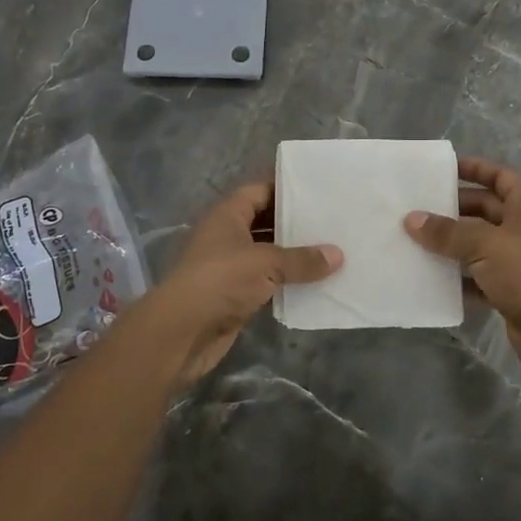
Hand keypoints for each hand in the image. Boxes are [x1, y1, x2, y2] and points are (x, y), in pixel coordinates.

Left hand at [122, 180, 341, 386]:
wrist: (182, 332)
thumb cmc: (220, 280)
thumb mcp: (265, 263)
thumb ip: (302, 259)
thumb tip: (338, 255)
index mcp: (227, 215)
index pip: (260, 190)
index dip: (286, 188)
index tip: (319, 189)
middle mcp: (227, 236)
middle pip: (265, 221)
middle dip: (295, 223)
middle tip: (333, 220)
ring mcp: (230, 266)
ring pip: (267, 253)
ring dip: (293, 255)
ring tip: (331, 250)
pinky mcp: (235, 294)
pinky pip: (267, 281)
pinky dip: (287, 281)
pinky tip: (315, 282)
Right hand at [404, 156, 520, 379]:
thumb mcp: (484, 245)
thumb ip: (447, 232)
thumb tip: (411, 219)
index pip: (499, 177)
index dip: (474, 169)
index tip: (442, 169)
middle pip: (485, 209)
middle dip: (454, 208)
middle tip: (418, 208)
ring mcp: (519, 260)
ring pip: (479, 244)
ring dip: (452, 243)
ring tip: (415, 239)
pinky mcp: (511, 289)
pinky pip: (479, 276)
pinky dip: (458, 276)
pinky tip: (431, 275)